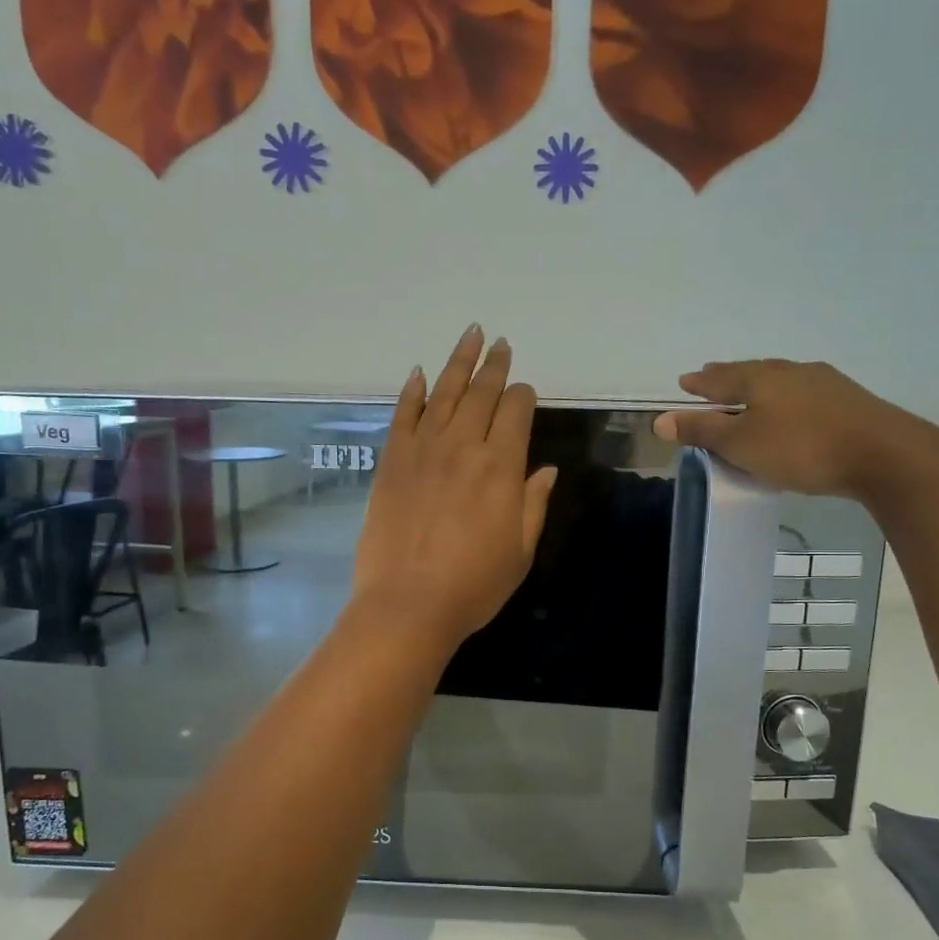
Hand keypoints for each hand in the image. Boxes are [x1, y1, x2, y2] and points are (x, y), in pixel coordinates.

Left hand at [352, 327, 557, 649]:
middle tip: (499, 342)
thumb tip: (547, 470)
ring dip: (458, 363)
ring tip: (470, 335)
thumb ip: (533, 504)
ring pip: (444, 394)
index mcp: (501, 467)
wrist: (408, 603)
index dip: (523, 396)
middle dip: (494, 366)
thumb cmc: (473, 585)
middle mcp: (463, 447)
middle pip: (482, 394)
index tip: (524, 391)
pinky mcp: (392, 462)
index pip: (516, 412)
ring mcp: (423, 451)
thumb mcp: (520, 551)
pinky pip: (403, 416)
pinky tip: (418, 374)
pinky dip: (412, 392)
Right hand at [651, 359, 938, 498]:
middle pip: (751, 372)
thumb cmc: (800, 448)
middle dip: (728, 376)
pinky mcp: (848, 401)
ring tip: (748, 391)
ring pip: (780, 380)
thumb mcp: (741, 444)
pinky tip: (792, 407)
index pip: (720, 378)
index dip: (700, 384)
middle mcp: (790, 372)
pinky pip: (803, 393)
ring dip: (759, 386)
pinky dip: (785, 398)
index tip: (684, 382)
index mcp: (760, 378)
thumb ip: (702, 430)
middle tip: (711, 376)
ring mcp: (823, 383)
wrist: (883, 455)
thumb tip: (658, 419)